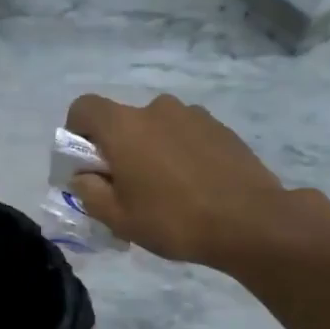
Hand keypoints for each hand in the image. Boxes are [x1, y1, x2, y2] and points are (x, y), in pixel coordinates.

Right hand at [63, 93, 319, 270]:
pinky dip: (181, 152)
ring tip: (167, 189)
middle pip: (123, 120)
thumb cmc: (174, 220)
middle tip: (128, 186)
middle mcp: (156, 109)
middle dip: (118, 147)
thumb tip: (83, 176)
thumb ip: (89, 192)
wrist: (252, 222)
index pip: (84, 107)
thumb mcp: (118, 218)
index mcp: (124, 126)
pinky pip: (186, 134)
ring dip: (152, 149)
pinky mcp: (221, 128)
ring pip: (157, 127)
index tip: (88, 163)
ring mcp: (193, 115)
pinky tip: (195, 186)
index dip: (77, 131)